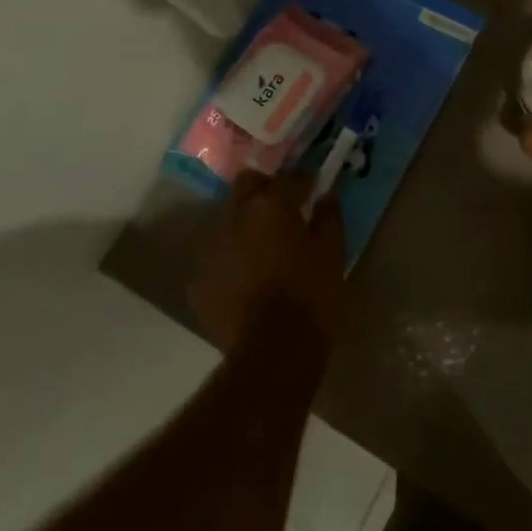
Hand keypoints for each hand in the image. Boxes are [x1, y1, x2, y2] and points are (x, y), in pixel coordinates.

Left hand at [190, 170, 345, 351]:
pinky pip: (215, 256)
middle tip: (282, 209)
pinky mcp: (199, 280)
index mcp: (271, 204)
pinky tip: (244, 277)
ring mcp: (211, 247)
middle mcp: (235, 215)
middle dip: (264, 190)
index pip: (288, 177)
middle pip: (246, 185)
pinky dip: (229, 258)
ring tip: (261, 245)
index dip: (302, 181)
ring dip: (243, 223)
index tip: (312, 188)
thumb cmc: (311, 296)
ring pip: (227, 219)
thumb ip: (329, 217)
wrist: (273, 353)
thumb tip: (326, 197)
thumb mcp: (332, 253)